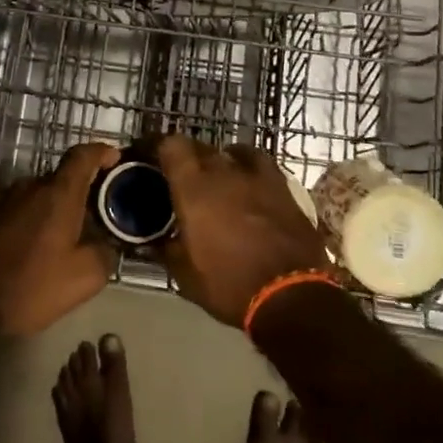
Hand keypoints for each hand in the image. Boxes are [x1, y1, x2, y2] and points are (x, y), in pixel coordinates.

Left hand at [0, 144, 121, 336]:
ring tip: (74, 235)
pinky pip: (24, 209)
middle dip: (84, 190)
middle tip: (101, 213)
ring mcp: (5, 200)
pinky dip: (40, 220)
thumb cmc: (31, 285)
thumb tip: (105, 243)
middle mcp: (30, 186)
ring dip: (59, 208)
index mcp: (58, 193)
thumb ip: (105, 252)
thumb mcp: (85, 277)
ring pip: (42, 195)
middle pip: (63, 177)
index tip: (115, 160)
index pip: (82, 155)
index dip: (102, 153)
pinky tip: (45, 247)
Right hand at [155, 135, 328, 326]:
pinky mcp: (283, 188)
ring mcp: (257, 177)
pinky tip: (249, 181)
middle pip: (201, 148)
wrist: (291, 296)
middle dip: (188, 157)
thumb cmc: (229, 285)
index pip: (172, 146)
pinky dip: (249, 167)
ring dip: (221, 160)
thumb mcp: (185, 276)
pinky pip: (261, 165)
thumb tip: (155, 240)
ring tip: (217, 175)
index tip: (151, 157)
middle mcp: (224, 173)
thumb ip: (167, 250)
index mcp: (193, 189)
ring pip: (233, 152)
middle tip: (181, 176)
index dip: (159, 146)